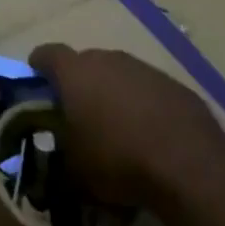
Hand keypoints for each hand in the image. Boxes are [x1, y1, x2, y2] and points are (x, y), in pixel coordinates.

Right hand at [30, 44, 224, 208]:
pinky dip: (143, 106)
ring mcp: (142, 68)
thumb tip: (59, 157)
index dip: (39, 67)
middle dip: (80, 85)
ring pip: (118, 75)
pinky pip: (148, 90)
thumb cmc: (118, 160)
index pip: (46, 54)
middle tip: (80, 115)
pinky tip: (151, 136)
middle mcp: (106, 58)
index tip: (37, 84)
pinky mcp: (172, 84)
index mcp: (74, 72)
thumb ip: (61, 156)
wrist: (187, 163)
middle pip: (85, 63)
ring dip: (114, 94)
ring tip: (118, 129)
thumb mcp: (76, 171)